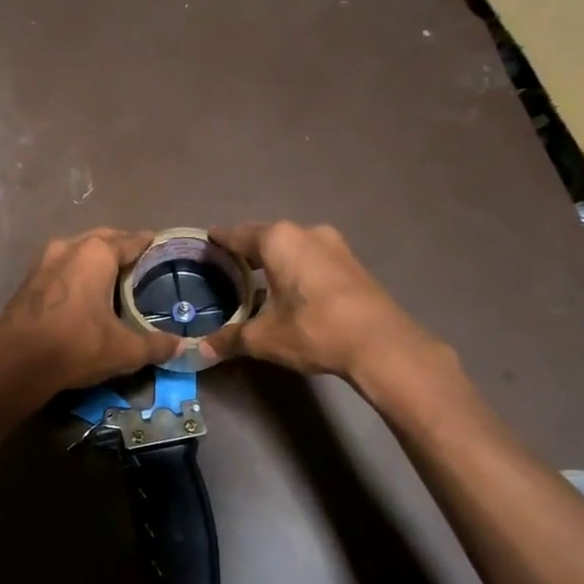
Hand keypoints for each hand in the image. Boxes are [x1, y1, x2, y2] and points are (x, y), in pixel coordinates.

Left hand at [0, 229, 183, 395]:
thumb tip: (184, 348)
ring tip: (113, 276)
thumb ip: (156, 345)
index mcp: (97, 253)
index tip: (163, 248)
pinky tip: (83, 292)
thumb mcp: (125, 350)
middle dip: (122, 247)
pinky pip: (61, 268)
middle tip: (141, 262)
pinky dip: (76, 273)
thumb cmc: (76, 345)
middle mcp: (69, 247)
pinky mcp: (28, 280)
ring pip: (78, 251)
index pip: (132, 241)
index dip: (150, 245)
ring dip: (95, 259)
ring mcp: (43, 261)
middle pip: (103, 239)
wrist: (15, 362)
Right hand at [197, 222, 450, 384]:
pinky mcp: (353, 263)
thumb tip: (201, 351)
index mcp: (278, 240)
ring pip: (293, 247)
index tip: (207, 241)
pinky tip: (292, 289)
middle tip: (228, 265)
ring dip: (276, 260)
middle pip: (267, 237)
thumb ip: (230, 339)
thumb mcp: (264, 338)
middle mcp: (306, 233)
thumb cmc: (314, 329)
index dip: (220, 240)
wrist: (382, 343)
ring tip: (258, 278)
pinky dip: (297, 268)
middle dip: (247, 251)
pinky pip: (313, 258)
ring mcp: (334, 245)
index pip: (238, 235)